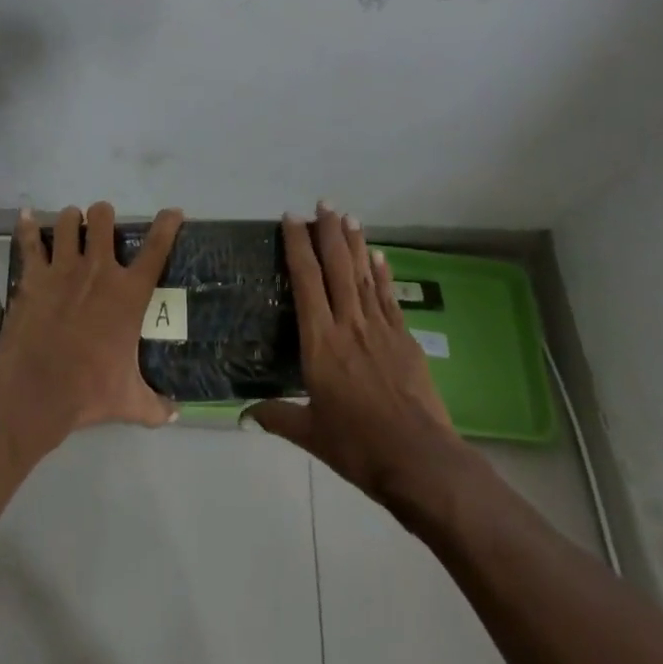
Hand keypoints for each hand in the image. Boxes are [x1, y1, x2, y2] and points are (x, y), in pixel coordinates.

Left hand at [0, 201, 183, 449]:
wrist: (37, 391)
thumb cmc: (88, 391)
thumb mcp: (129, 401)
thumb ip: (154, 406)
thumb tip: (175, 416)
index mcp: (128, 293)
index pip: (156, 249)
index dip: (167, 225)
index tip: (173, 212)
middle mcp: (98, 270)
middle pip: (103, 219)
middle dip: (103, 216)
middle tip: (100, 226)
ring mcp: (63, 268)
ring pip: (67, 221)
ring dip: (69, 220)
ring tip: (69, 226)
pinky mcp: (34, 275)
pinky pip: (28, 241)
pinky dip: (26, 226)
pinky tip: (25, 216)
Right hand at [247, 203, 460, 501]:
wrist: (420, 460)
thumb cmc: (359, 447)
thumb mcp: (312, 435)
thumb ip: (278, 417)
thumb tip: (242, 415)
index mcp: (321, 342)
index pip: (306, 280)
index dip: (297, 245)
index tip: (291, 218)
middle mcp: (349, 323)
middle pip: (337, 266)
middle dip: (328, 231)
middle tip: (323, 203)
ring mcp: (380, 328)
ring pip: (363, 274)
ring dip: (355, 243)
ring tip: (348, 216)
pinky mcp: (404, 338)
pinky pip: (389, 297)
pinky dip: (382, 273)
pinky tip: (378, 256)